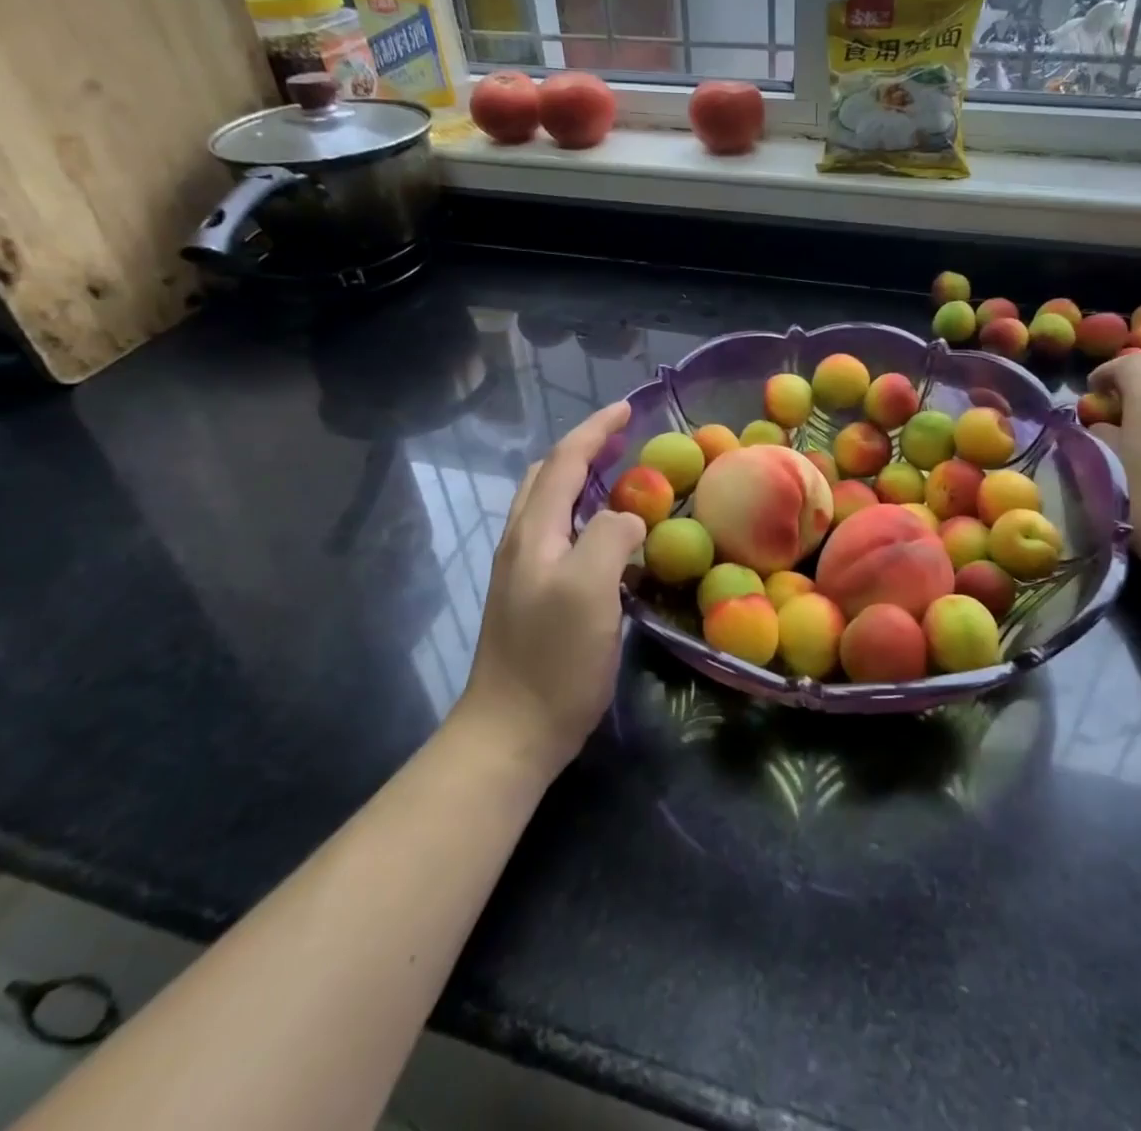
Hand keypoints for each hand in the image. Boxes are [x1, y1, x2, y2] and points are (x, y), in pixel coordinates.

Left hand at [457, 400, 644, 779]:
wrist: (512, 731)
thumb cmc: (553, 659)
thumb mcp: (590, 590)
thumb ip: (610, 538)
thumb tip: (628, 517)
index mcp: (534, 532)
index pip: (562, 462)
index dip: (594, 430)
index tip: (627, 409)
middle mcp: (523, 542)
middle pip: (547, 476)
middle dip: (584, 449)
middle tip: (625, 443)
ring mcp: (524, 572)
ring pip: (551, 506)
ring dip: (583, 481)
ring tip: (622, 481)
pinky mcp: (534, 597)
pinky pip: (560, 536)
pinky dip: (585, 517)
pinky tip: (610, 539)